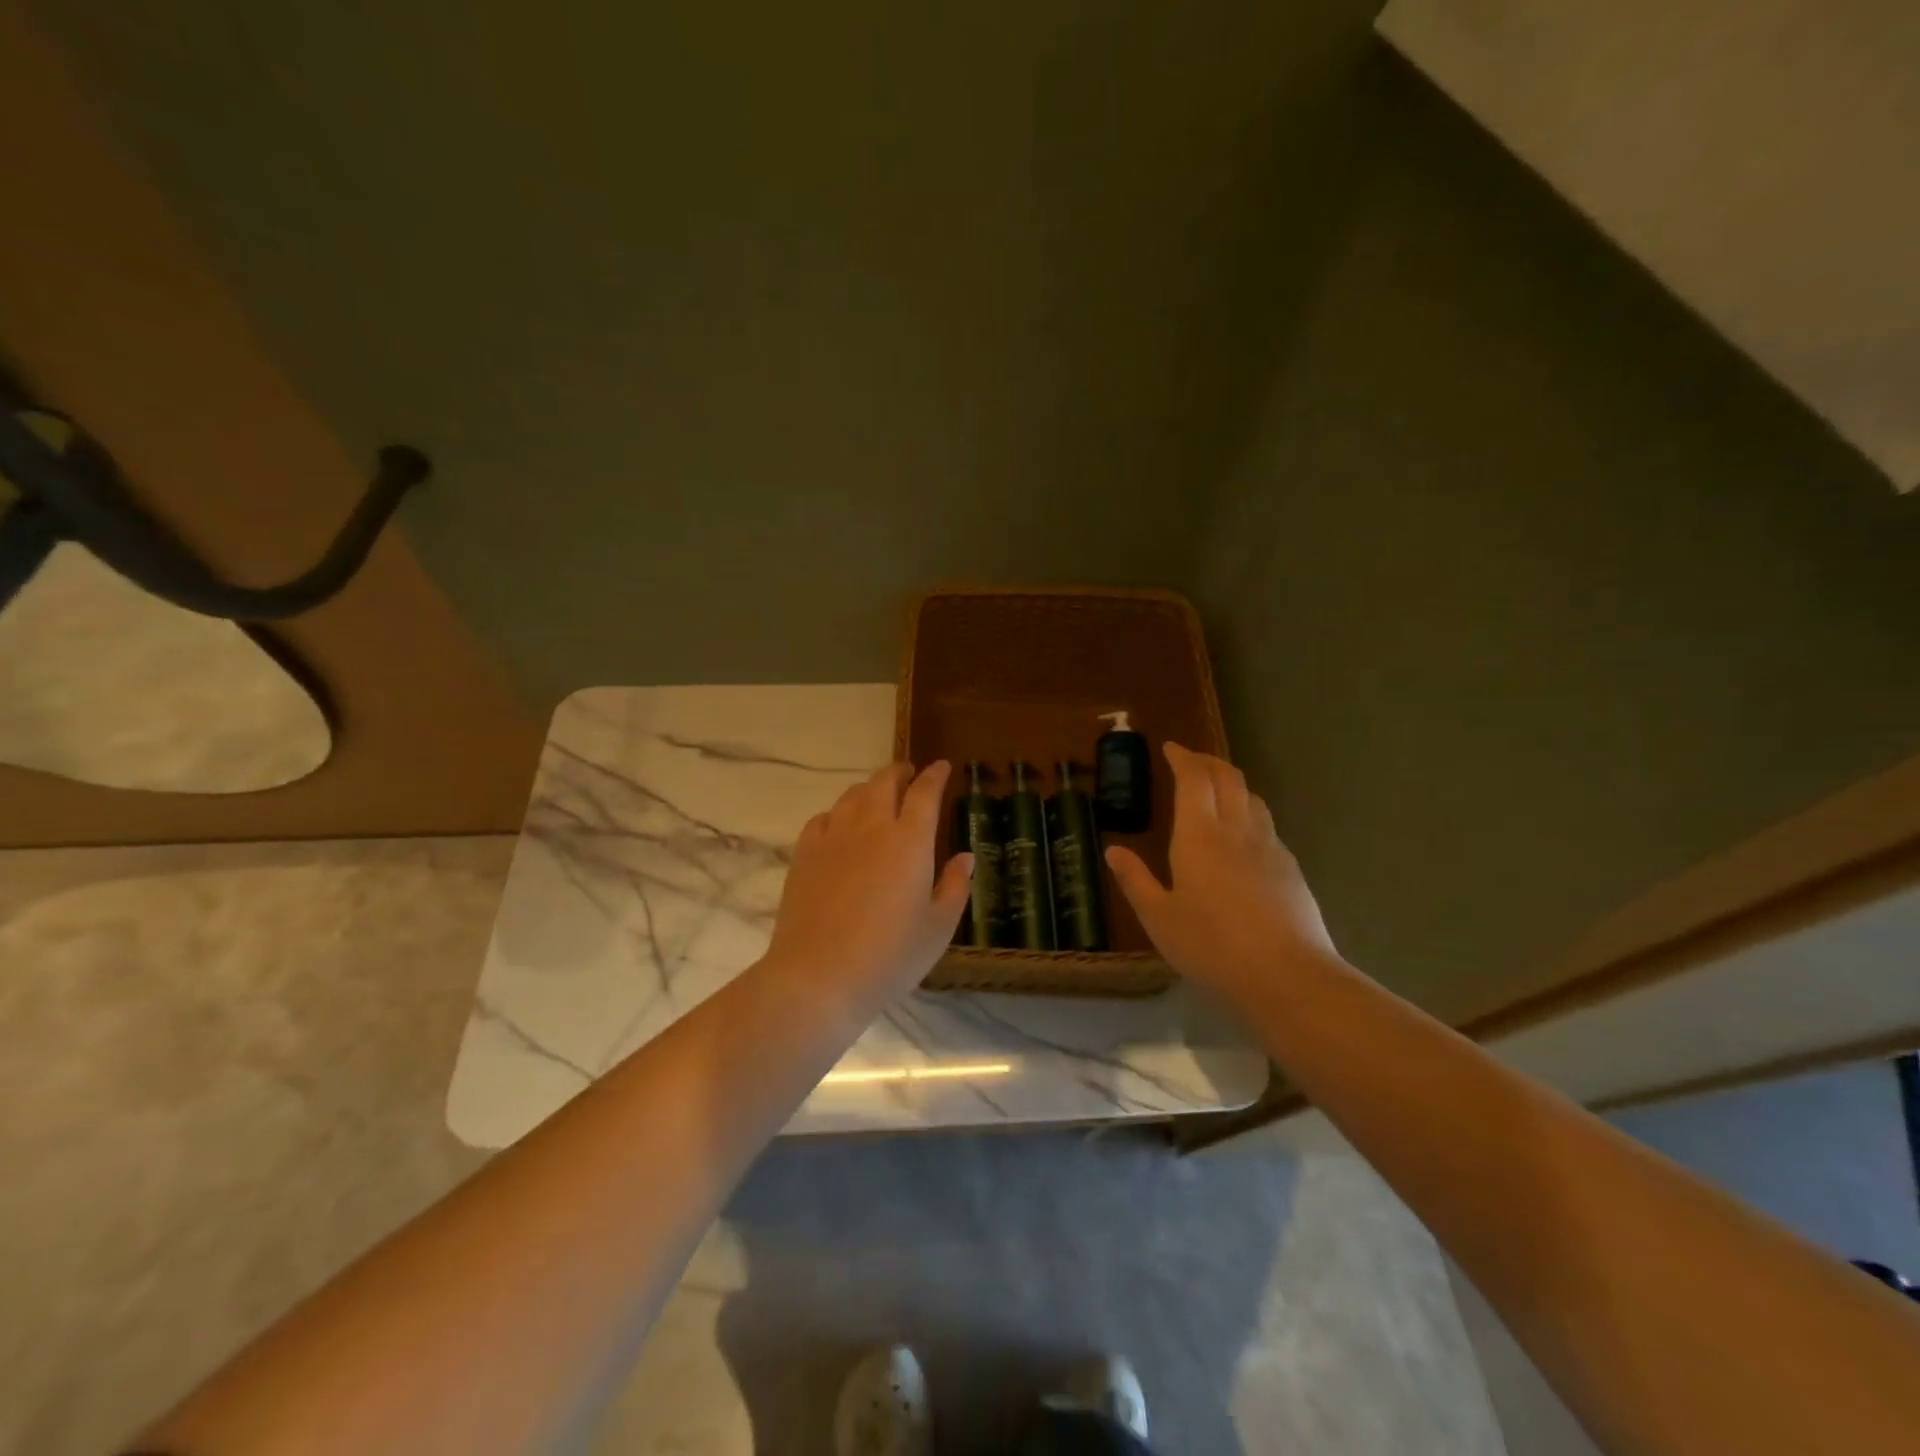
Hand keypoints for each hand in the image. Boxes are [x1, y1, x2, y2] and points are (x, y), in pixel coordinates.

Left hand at [767, 761, 973, 1000]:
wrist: (818, 977)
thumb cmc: (889, 957)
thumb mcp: (938, 928)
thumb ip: (955, 886)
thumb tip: (965, 857)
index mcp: (910, 841)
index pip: (925, 792)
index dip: (935, 775)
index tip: (942, 767)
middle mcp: (871, 827)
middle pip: (885, 782)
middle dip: (900, 772)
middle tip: (910, 774)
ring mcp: (833, 838)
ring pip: (853, 795)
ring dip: (870, 788)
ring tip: (878, 796)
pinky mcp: (804, 854)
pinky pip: (823, 818)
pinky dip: (838, 812)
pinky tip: (840, 825)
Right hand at [1105, 743, 1337, 1005]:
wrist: (1288, 977)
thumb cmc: (1212, 946)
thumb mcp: (1159, 918)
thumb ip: (1135, 881)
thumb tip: (1113, 851)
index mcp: (1200, 836)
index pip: (1194, 779)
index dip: (1183, 757)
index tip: (1171, 748)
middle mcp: (1237, 831)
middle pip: (1228, 778)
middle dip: (1208, 762)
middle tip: (1191, 760)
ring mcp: (1270, 848)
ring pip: (1253, 798)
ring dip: (1232, 784)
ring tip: (1217, 790)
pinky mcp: (1291, 869)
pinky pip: (1267, 825)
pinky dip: (1250, 813)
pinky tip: (1244, 836)